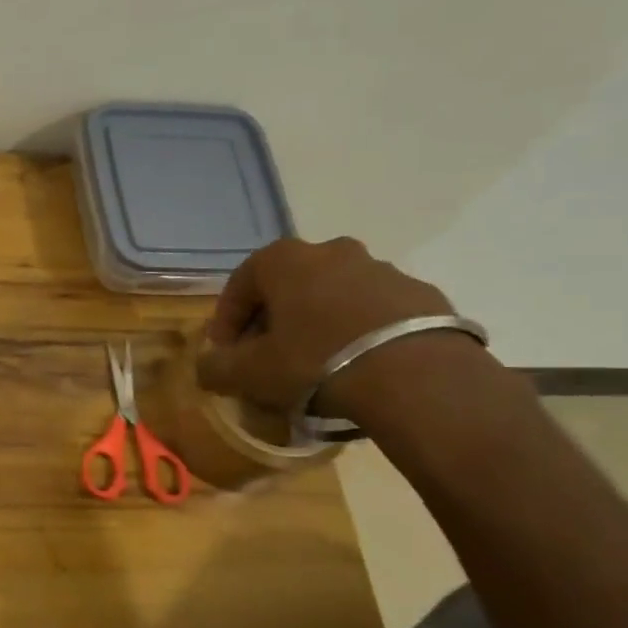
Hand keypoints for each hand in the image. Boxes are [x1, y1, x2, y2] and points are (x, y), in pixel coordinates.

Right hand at [196, 237, 457, 416]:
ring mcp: (382, 269)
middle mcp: (332, 251)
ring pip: (333, 296)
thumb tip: (206, 367)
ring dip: (317, 324)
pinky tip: (358, 366)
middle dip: (273, 320)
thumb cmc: (315, 362)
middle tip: (267, 357)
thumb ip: (216, 367)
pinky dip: (358, 332)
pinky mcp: (421, 294)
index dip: (226, 321)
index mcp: (285, 259)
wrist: (417, 376)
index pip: (239, 284)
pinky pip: (374, 312)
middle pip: (288, 286)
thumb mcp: (249, 373)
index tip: (225, 353)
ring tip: (316, 365)